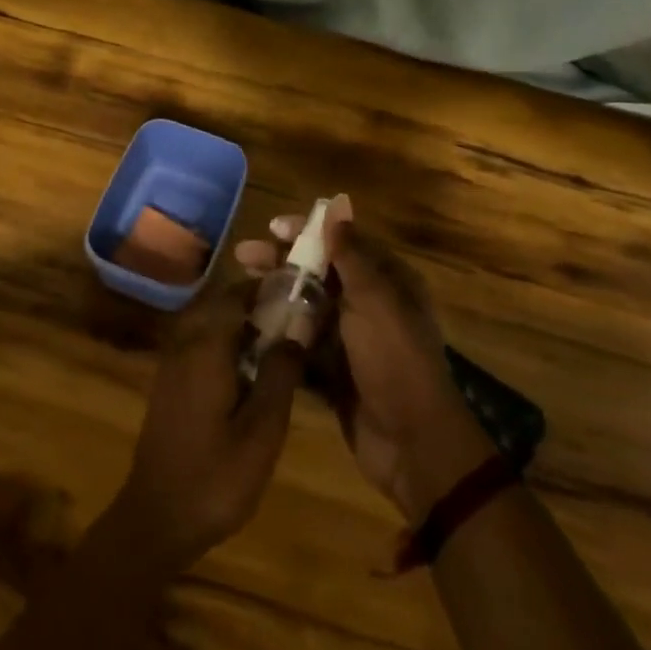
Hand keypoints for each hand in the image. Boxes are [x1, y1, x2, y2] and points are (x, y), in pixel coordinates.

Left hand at [108, 282, 305, 572]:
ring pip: (207, 327)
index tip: (294, 290)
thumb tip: (295, 332)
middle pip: (219, 308)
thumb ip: (280, 376)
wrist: (157, 518)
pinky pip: (198, 349)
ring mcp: (171, 367)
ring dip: (239, 327)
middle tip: (291, 318)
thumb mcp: (262, 431)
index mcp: (205, 349)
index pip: (233, 297)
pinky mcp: (168, 386)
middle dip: (253, 306)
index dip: (263, 288)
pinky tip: (247, 374)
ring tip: (276, 344)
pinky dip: (223, 347)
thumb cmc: (215, 477)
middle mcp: (183, 347)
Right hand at [236, 195, 488, 522]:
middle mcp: (369, 304)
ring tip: (240, 290)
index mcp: (387, 281)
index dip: (307, 231)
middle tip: (243, 257)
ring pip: (306, 307)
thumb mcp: (375, 300)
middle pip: (319, 272)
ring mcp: (349, 339)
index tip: (272, 228)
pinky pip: (301, 344)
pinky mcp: (333, 371)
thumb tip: (336, 207)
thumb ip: (352, 254)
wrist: (411, 442)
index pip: (342, 242)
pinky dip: (279, 335)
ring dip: (276, 296)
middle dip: (282, 262)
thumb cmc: (394, 360)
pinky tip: (247, 329)